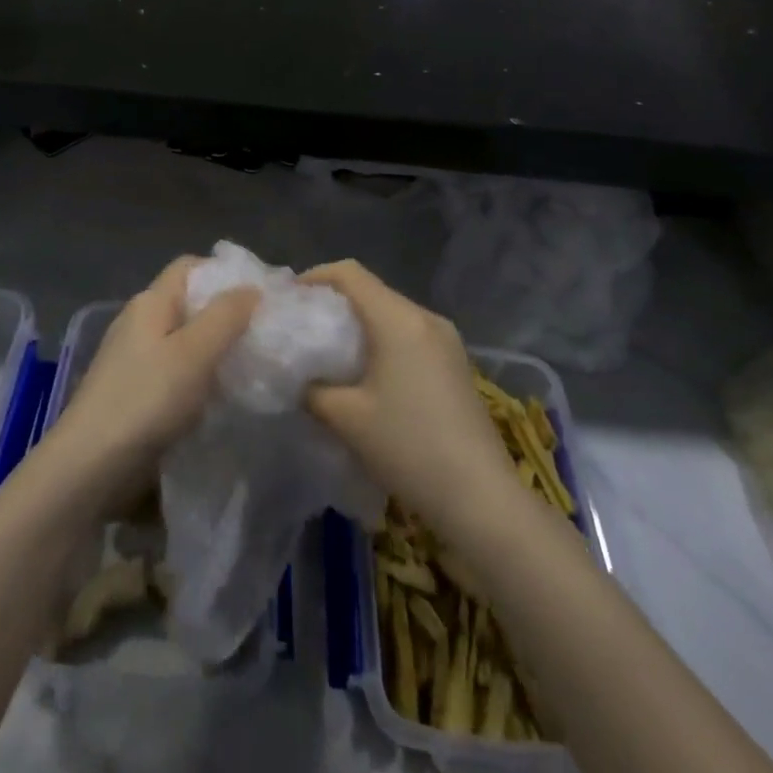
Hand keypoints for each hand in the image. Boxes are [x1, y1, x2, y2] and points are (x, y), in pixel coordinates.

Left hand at [45, 257, 257, 509]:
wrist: (90, 468)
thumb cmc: (146, 399)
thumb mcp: (195, 352)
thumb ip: (226, 316)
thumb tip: (251, 288)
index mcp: (150, 303)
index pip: (189, 267)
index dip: (224, 273)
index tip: (259, 295)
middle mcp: (139, 323)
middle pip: (188, 304)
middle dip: (225, 316)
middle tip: (264, 335)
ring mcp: (133, 360)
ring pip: (184, 341)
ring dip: (215, 351)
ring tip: (251, 367)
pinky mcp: (134, 394)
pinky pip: (175, 373)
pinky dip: (199, 379)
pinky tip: (220, 398)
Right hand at [302, 261, 516, 535]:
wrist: (482, 499)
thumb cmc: (408, 448)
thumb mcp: (345, 418)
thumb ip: (312, 388)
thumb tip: (298, 376)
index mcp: (398, 318)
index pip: (349, 273)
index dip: (314, 277)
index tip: (289, 301)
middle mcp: (425, 317)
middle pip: (371, 291)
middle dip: (334, 304)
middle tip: (304, 330)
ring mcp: (447, 340)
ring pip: (391, 314)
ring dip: (359, 326)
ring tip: (331, 355)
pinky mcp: (456, 364)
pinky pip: (410, 335)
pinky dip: (383, 342)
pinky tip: (368, 376)